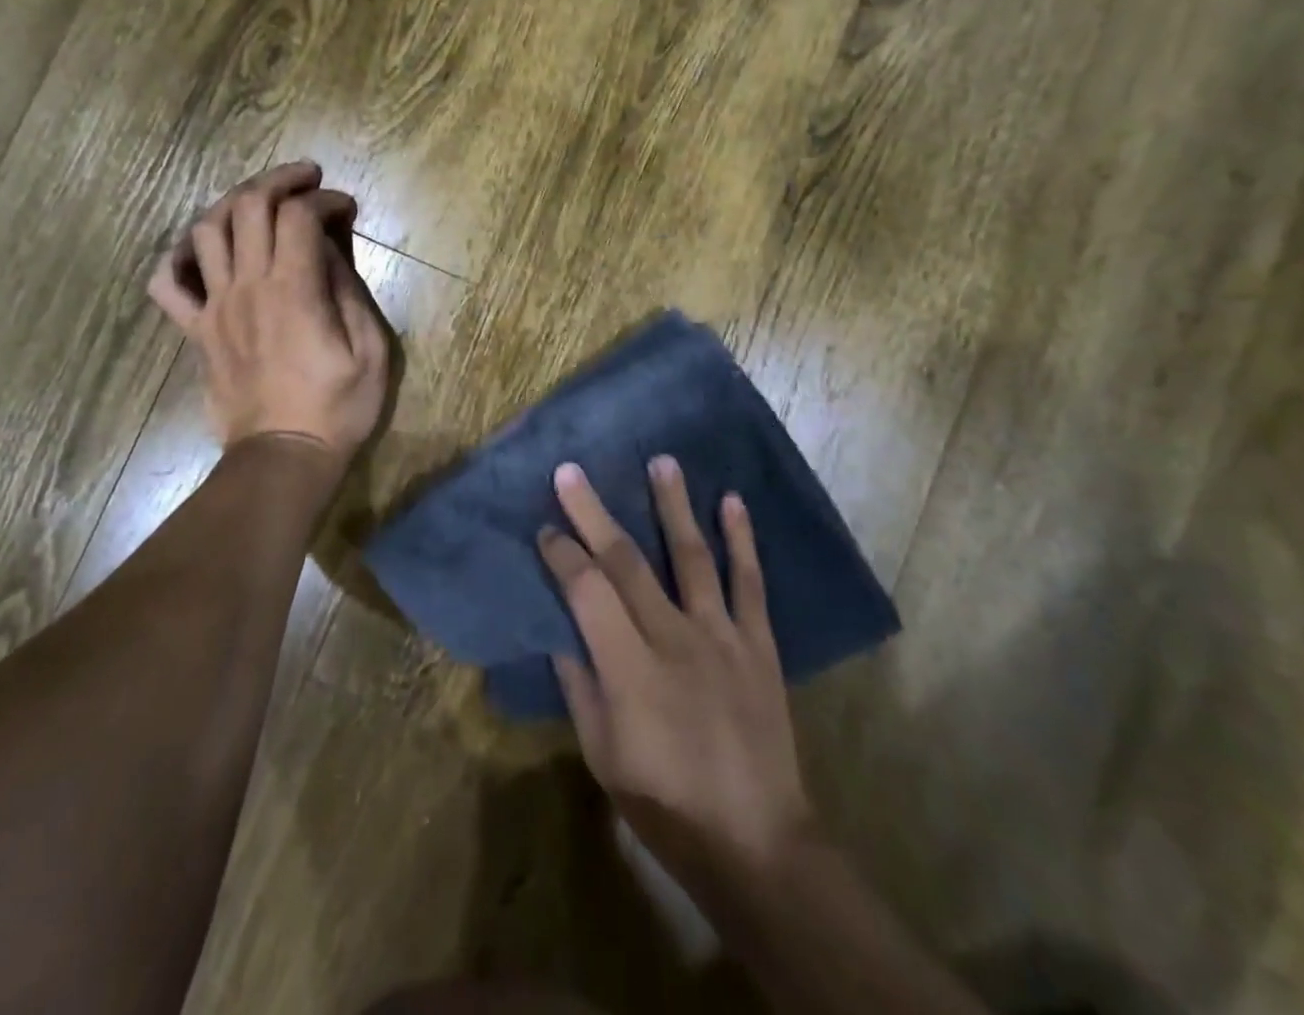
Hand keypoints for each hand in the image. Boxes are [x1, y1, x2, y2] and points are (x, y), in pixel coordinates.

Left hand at [148, 162, 388, 462]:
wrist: (284, 457)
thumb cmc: (338, 407)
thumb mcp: (370, 350)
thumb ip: (348, 291)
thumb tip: (330, 250)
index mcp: (294, 289)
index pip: (300, 215)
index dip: (325, 199)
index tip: (346, 207)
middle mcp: (247, 286)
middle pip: (248, 206)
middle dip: (280, 180)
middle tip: (307, 179)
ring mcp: (215, 307)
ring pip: (205, 230)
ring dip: (233, 203)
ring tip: (260, 203)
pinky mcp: (197, 331)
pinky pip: (167, 284)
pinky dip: (177, 258)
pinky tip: (202, 253)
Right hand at [538, 458, 814, 885]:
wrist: (755, 841)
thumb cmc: (665, 804)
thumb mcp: (602, 755)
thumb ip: (580, 687)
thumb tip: (561, 633)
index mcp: (628, 667)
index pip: (586, 591)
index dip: (562, 554)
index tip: (545, 526)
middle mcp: (673, 637)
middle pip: (627, 561)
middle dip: (594, 512)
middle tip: (572, 470)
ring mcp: (721, 635)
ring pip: (691, 556)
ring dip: (673, 505)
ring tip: (661, 461)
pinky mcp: (757, 643)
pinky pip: (749, 583)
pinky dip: (742, 540)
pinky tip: (733, 501)